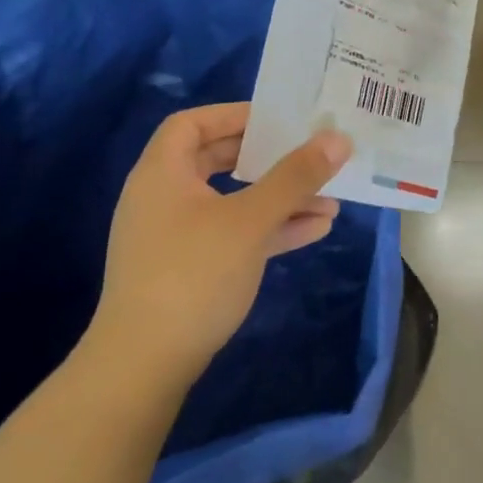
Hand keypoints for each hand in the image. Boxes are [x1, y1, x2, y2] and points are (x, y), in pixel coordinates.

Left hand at [79, 103, 352, 386]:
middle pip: (218, 161)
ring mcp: (175, 237)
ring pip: (233, 202)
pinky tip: (314, 230)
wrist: (144, 367)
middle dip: (269, 159)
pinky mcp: (188, 270)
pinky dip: (269, 228)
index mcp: (162, 173)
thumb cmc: (193, 274)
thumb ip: (295, 176)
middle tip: (307, 154)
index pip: (192, 124)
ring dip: (280, 198)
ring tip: (329, 199)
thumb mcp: (251, 219)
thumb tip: (338, 138)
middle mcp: (164, 198)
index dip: (233, 115)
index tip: (276, 120)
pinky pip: (234, 234)